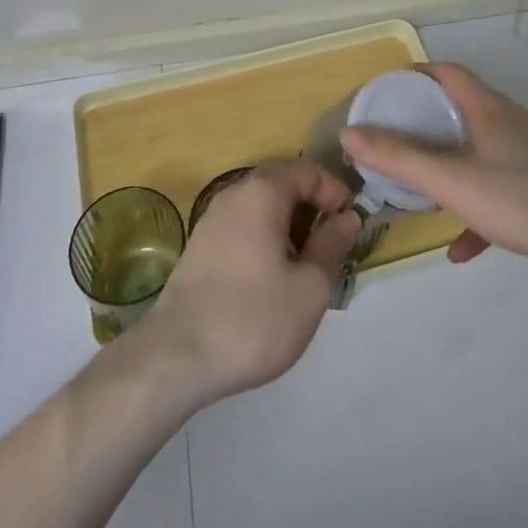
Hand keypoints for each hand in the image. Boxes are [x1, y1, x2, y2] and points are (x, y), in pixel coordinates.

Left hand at [136, 160, 360, 407]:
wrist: (176, 357)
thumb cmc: (253, 318)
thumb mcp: (310, 287)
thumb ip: (332, 245)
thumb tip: (348, 217)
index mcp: (262, 191)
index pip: (308, 170)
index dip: (335, 192)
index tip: (350, 226)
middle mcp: (235, 193)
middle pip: (284, 185)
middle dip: (313, 212)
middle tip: (332, 251)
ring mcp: (213, 218)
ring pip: (263, 208)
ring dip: (290, 230)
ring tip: (305, 272)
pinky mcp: (200, 246)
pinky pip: (244, 227)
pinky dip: (266, 241)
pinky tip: (272, 282)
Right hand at [340, 62, 527, 270]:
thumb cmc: (521, 199)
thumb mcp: (451, 181)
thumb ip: (399, 159)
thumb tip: (350, 135)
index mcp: (488, 108)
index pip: (446, 72)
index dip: (415, 74)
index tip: (387, 92)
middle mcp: (510, 120)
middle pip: (461, 108)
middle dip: (426, 122)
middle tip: (396, 139)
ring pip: (479, 150)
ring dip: (450, 166)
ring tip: (423, 189)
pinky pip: (501, 186)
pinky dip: (477, 205)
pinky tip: (463, 247)